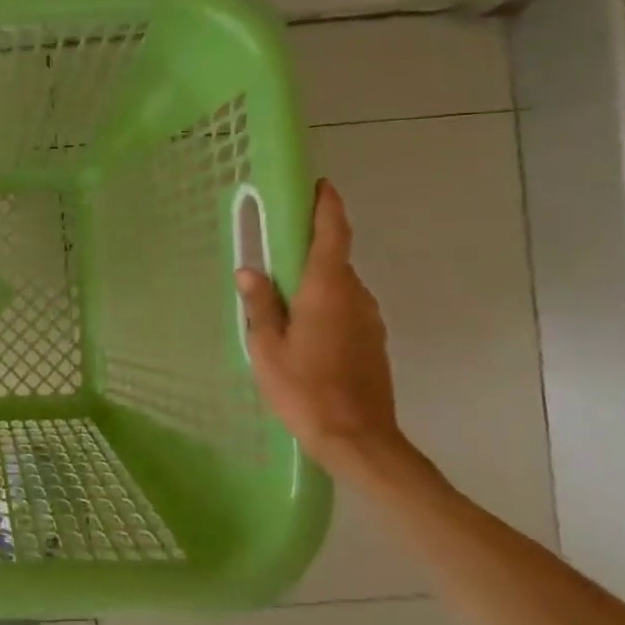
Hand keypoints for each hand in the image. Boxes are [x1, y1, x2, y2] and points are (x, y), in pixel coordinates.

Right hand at [237, 179, 403, 472]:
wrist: (358, 439)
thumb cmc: (305, 389)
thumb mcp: (267, 347)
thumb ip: (260, 305)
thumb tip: (251, 270)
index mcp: (327, 290)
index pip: (333, 234)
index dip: (327, 206)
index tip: (318, 185)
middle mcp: (355, 296)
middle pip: (334, 259)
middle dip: (308, 249)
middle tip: (274, 252)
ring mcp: (369, 320)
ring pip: (340, 286)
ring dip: (315, 282)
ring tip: (281, 298)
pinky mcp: (374, 342)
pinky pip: (346, 308)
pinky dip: (325, 304)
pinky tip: (302, 329)